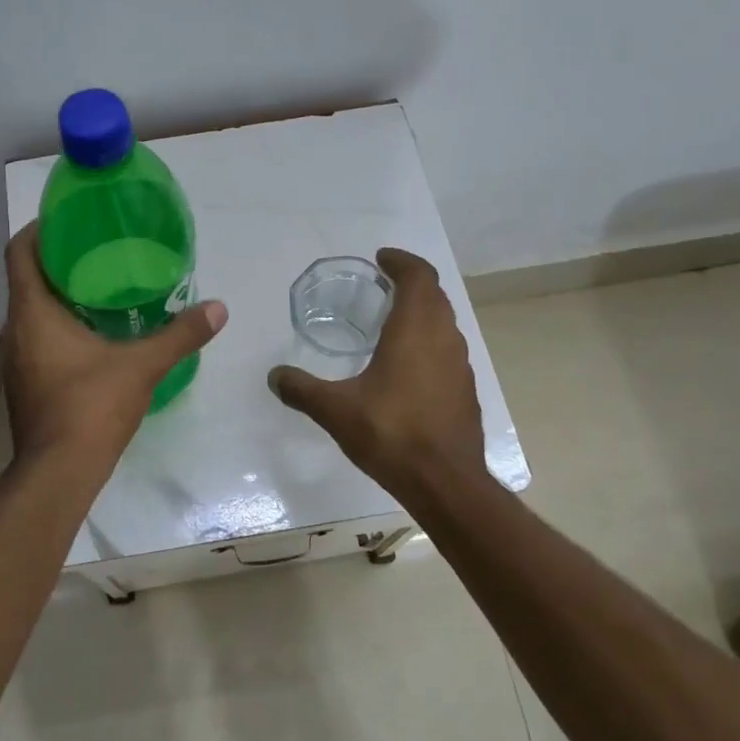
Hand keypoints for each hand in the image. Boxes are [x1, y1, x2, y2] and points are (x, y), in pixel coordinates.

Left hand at [0, 222, 227, 462]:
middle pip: (27, 281)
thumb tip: (219, 308)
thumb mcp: (143, 366)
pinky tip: (93, 337)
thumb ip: (180, 334)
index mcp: (32, 313)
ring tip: (101, 291)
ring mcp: (15, 361)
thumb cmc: (91, 407)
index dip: (40, 230)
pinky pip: (37, 341)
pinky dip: (58, 329)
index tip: (68, 220)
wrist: (58, 473)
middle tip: (99, 253)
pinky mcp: (24, 385)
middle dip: (59, 263)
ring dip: (59, 299)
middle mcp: (15, 331)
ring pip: (32, 314)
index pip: (20, 252)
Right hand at [268, 247, 486, 493]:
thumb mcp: (335, 410)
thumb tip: (274, 376)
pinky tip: (407, 367)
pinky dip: (429, 342)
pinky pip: (448, 349)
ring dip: (422, 312)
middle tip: (381, 286)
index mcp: (414, 330)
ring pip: (444, 322)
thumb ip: (302, 389)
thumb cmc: (391, 434)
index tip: (381, 259)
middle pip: (434, 295)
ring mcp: (460, 365)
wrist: (445, 482)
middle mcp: (443, 338)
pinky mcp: (465, 390)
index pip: (418, 276)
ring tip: (391, 322)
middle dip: (411, 283)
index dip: (401, 261)